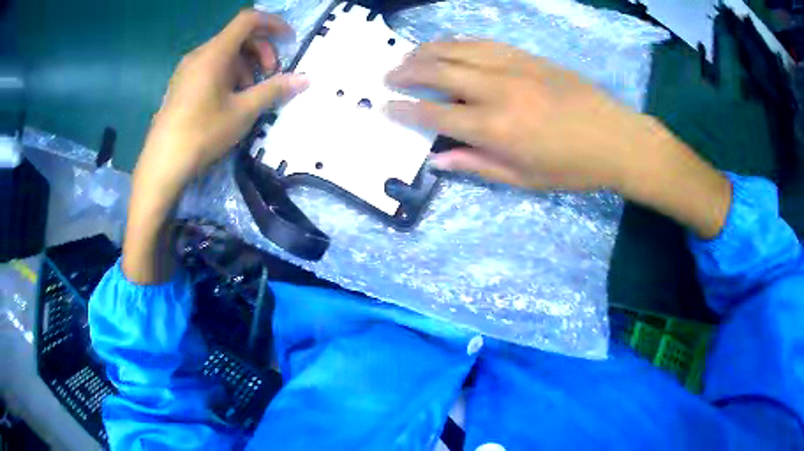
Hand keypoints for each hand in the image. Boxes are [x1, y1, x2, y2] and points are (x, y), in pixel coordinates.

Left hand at [136, 9, 307, 192]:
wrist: (161, 164)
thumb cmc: (202, 134)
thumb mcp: (243, 112)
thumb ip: (274, 90)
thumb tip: (305, 79)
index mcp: (214, 53)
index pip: (248, 20)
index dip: (273, 24)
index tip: (289, 41)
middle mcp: (199, 54)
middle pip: (238, 37)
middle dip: (261, 51)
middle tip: (270, 76)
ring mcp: (187, 69)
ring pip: (224, 54)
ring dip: (245, 66)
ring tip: (250, 94)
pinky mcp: (181, 84)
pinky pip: (210, 67)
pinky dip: (228, 75)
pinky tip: (229, 101)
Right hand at [386, 40, 730, 238]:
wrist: (616, 138)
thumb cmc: (572, 168)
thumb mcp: (524, 180)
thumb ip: (477, 166)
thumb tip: (438, 160)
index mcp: (494, 129)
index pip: (434, 114)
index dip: (404, 110)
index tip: (384, 106)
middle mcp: (496, 90)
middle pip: (438, 72)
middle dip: (406, 72)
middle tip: (387, 76)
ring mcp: (512, 67)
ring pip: (457, 49)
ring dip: (426, 51)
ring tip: (407, 56)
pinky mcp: (526, 56)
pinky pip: (482, 43)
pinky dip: (457, 42)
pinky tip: (446, 45)